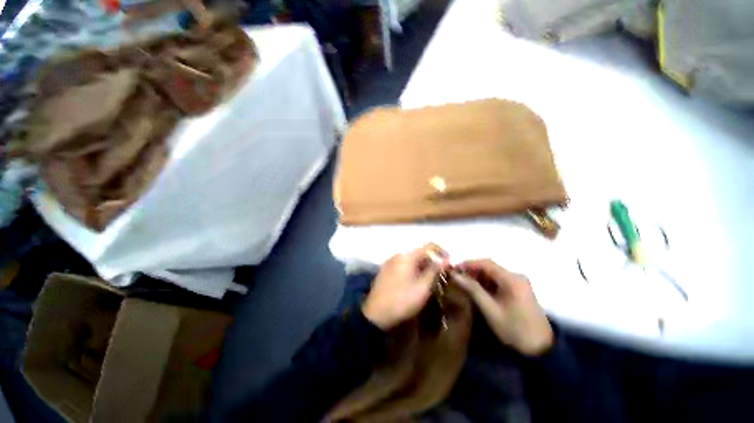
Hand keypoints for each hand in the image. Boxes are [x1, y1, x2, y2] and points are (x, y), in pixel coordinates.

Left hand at [362, 244, 447, 330]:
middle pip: (419, 252)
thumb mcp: (423, 287)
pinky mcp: (386, 270)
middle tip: (440, 275)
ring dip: (422, 266)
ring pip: (411, 259)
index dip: (441, 252)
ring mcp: (390, 262)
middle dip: (432, 261)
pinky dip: (413, 269)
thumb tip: (446, 260)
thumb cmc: (402, 300)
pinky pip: (403, 264)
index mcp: (407, 256)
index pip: (428, 245)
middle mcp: (398, 255)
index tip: (449, 263)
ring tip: (429, 280)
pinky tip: (415, 282)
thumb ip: (434, 271)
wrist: (376, 314)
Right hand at [454, 259, 553, 355]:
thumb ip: (472, 290)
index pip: (485, 263)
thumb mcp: (490, 310)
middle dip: (472, 270)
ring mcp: (519, 283)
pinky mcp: (519, 289)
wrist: (541, 348)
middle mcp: (516, 276)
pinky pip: (499, 280)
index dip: (468, 263)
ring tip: (464, 284)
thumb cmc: (514, 329)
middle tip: (457, 277)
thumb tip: (455, 275)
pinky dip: (486, 283)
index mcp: (511, 279)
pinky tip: (478, 290)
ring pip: (493, 273)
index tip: (454, 269)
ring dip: (478, 276)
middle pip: (489, 267)